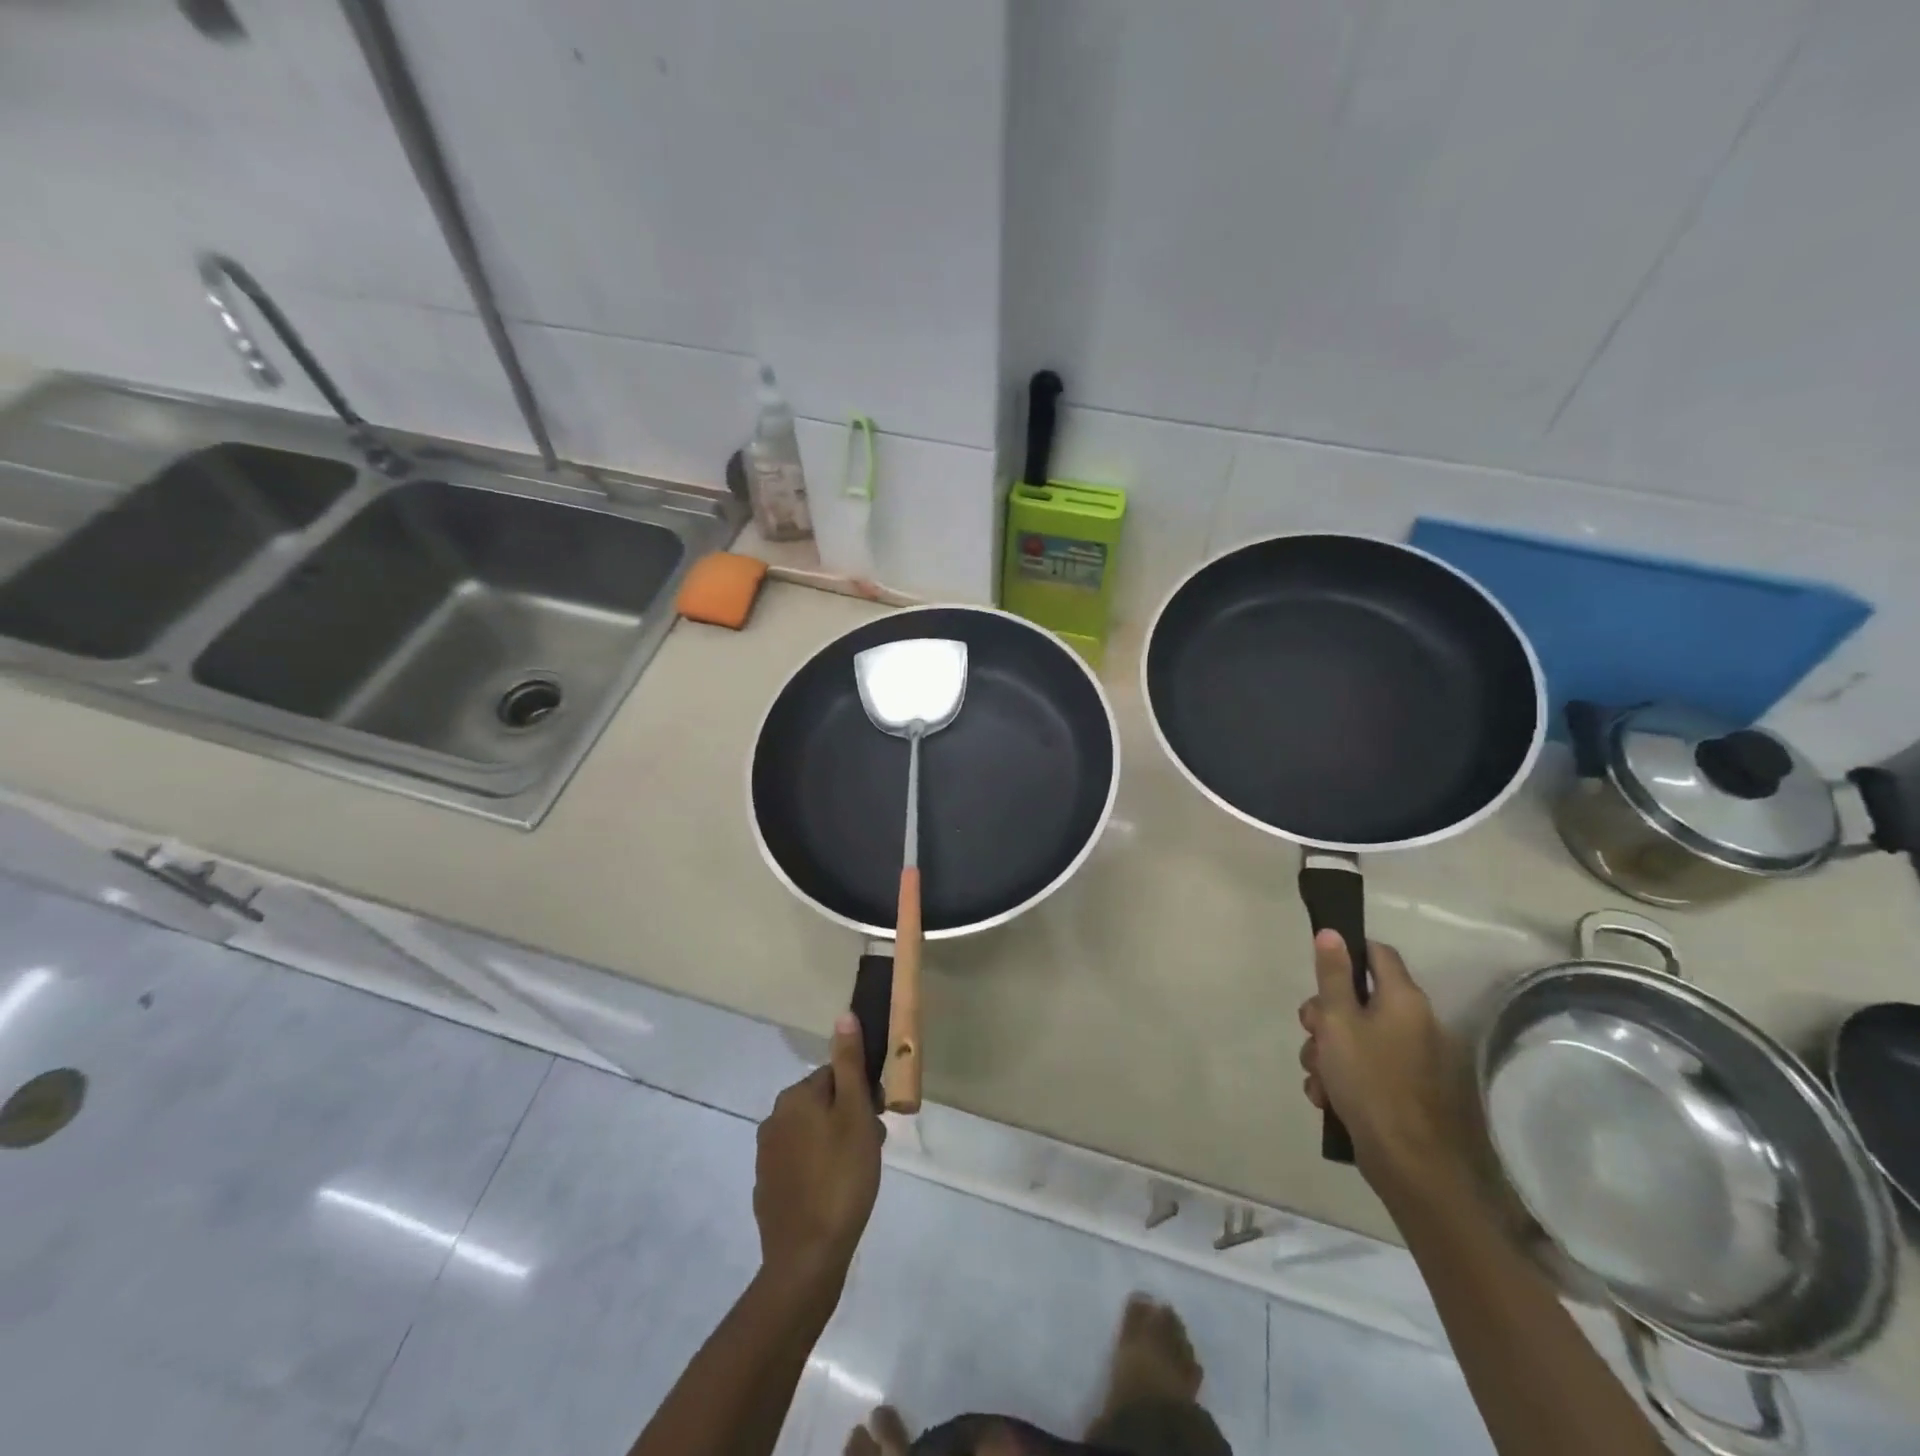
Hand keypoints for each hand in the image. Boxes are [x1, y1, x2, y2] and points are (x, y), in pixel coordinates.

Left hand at [754, 1013, 882, 1296]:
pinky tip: (835, 1193)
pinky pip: (800, 1163)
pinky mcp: (767, 1188)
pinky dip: (819, 1169)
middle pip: (824, 1103)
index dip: (862, 1094)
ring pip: (813, 1133)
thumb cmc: (841, 1177)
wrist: (806, 1258)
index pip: (836, 1075)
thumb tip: (843, 1016)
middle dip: (850, 1118)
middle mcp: (774, 1119)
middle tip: (872, 1148)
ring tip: (858, 1173)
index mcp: (794, 1097)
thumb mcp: (855, 1114)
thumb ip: (850, 1064)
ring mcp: (767, 1156)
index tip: (878, 1120)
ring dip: (837, 1142)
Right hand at [1298, 932, 1476, 1203]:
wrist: (1408, 1163)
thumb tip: (1332, 933)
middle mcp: (1414, 1022)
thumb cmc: (1369, 1080)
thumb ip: (1332, 975)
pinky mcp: (1403, 1089)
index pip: (1377, 954)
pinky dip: (1342, 1077)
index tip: (1317, 974)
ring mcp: (1411, 1058)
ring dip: (1327, 1051)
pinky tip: (1327, 1098)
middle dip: (1323, 1016)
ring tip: (1318, 1077)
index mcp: (1403, 999)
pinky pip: (1363, 1068)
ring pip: (1354, 1037)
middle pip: (1357, 999)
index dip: (1346, 954)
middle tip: (1310, 1032)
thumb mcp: (1338, 1020)